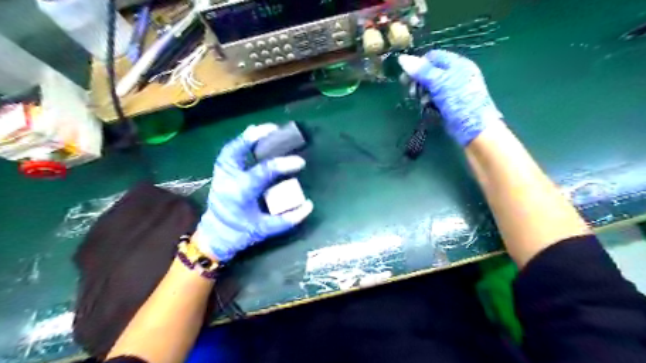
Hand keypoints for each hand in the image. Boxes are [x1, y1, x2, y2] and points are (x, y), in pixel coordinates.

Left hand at [195, 123, 315, 261]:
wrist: (216, 235)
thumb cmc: (241, 233)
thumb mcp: (265, 229)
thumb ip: (288, 219)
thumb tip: (309, 205)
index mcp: (240, 193)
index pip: (263, 172)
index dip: (283, 164)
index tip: (300, 161)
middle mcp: (228, 179)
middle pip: (237, 152)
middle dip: (255, 138)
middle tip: (275, 129)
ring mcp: (221, 174)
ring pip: (231, 149)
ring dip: (247, 137)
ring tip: (264, 129)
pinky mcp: (220, 172)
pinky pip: (229, 152)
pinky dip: (240, 143)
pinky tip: (252, 137)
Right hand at [399, 49, 504, 145]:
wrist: (472, 127)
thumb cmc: (458, 101)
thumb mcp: (439, 83)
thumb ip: (421, 71)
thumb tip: (401, 58)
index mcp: (457, 63)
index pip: (432, 57)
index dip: (418, 65)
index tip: (406, 77)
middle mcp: (456, 74)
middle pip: (430, 72)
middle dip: (419, 81)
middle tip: (412, 92)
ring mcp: (453, 89)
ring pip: (431, 86)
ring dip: (422, 93)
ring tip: (422, 102)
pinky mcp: (450, 103)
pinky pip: (435, 98)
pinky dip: (429, 102)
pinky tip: (427, 108)